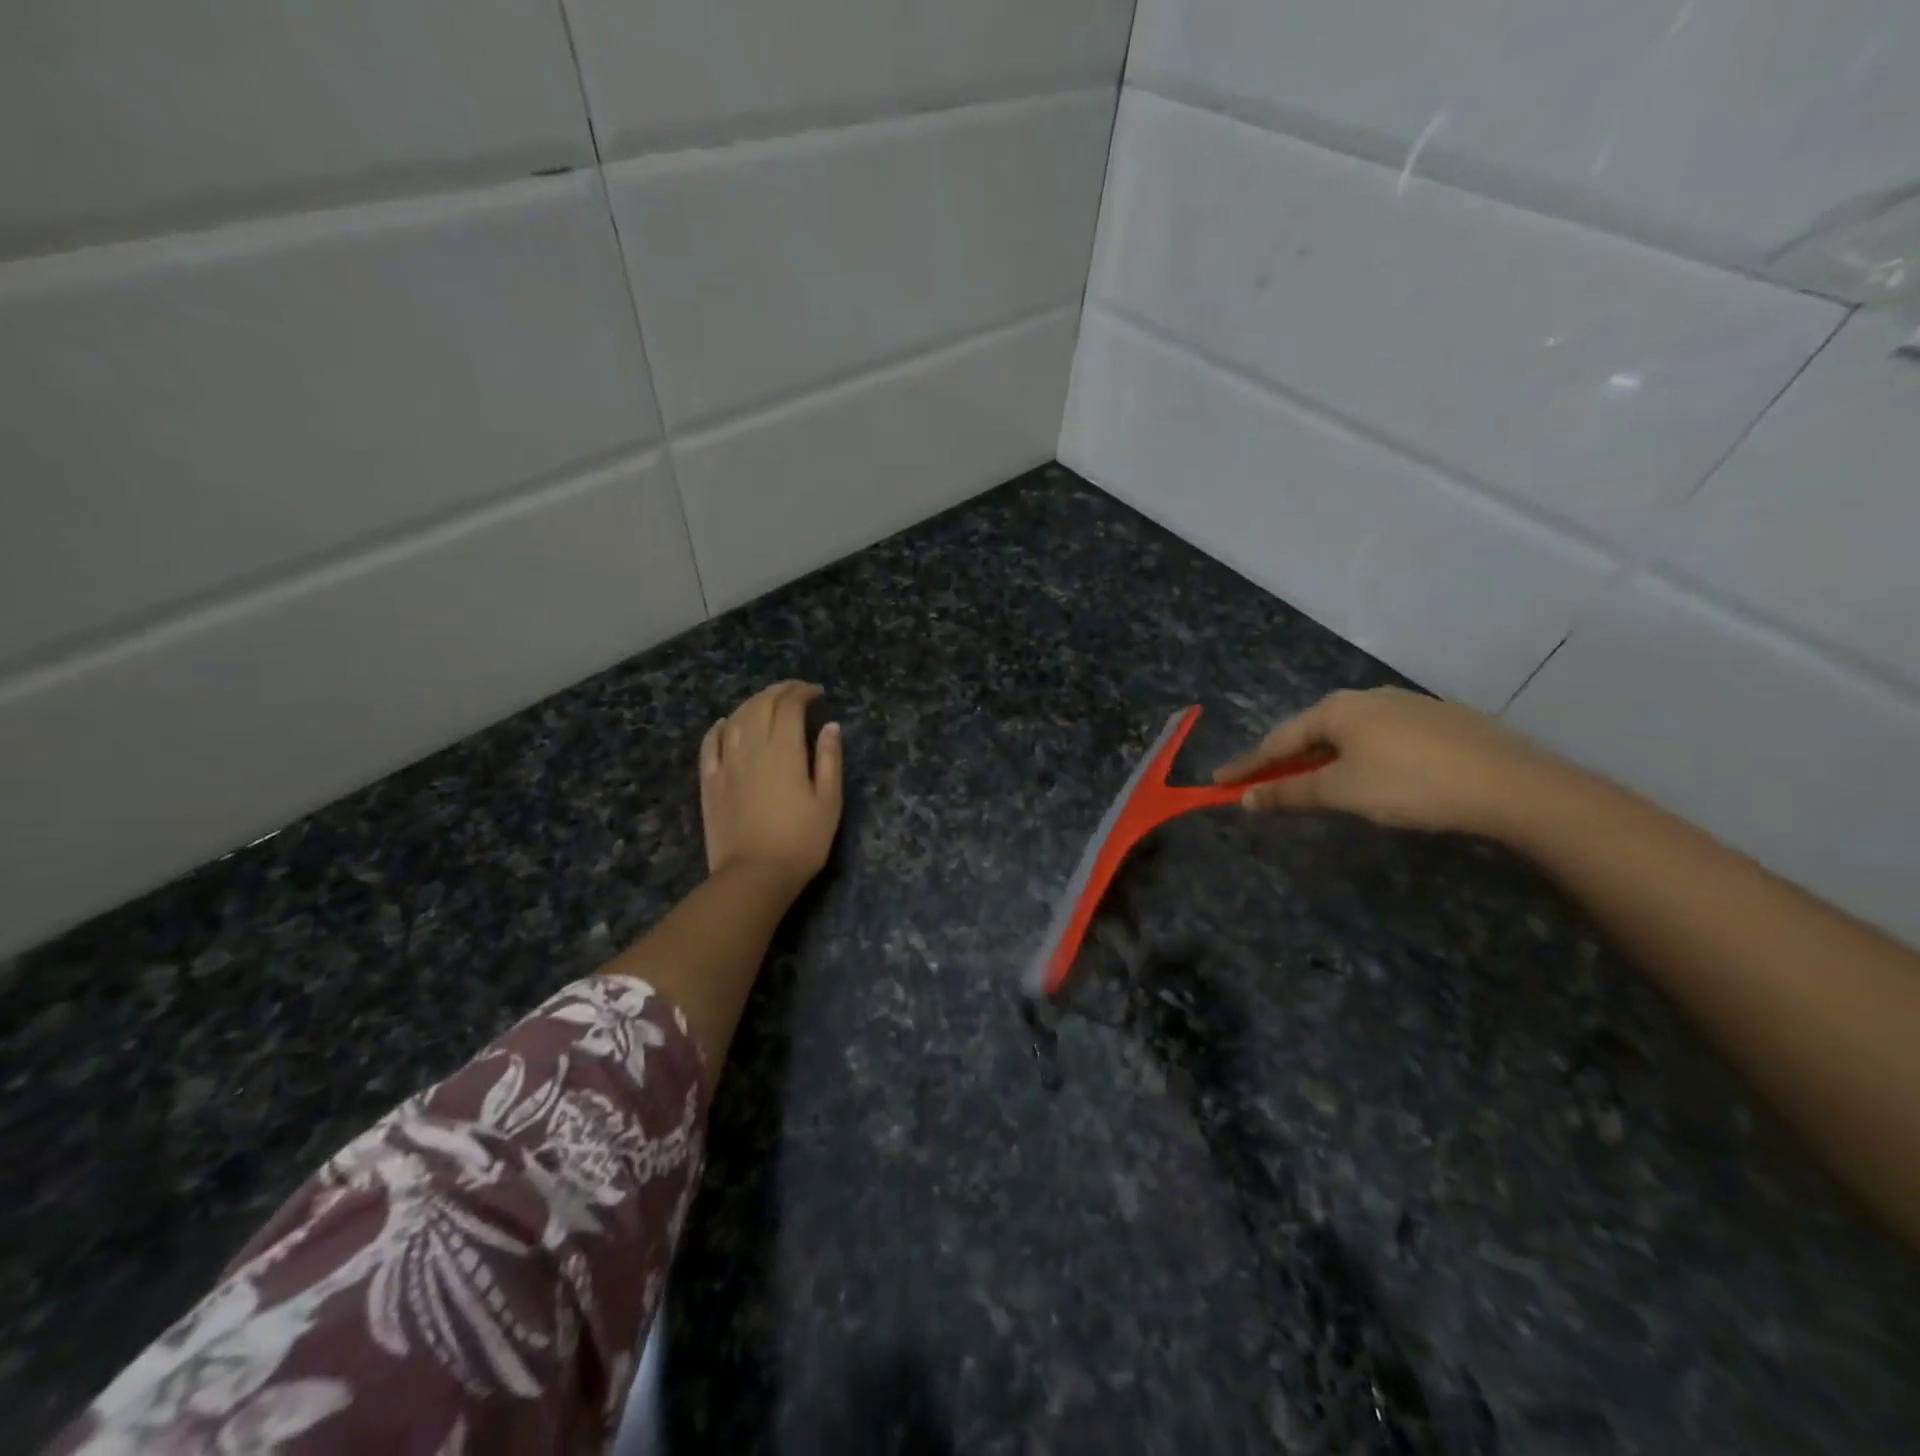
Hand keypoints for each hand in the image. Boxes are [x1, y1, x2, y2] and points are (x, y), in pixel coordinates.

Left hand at [700, 681, 843, 890]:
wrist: (753, 876)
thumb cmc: (801, 842)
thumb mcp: (829, 802)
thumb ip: (829, 760)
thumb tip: (830, 726)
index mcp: (784, 751)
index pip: (789, 706)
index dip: (802, 692)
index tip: (816, 693)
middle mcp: (751, 748)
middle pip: (761, 705)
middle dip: (779, 691)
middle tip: (794, 691)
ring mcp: (726, 764)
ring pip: (736, 719)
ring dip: (752, 703)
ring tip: (767, 702)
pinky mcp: (709, 782)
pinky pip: (710, 743)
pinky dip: (720, 727)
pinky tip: (727, 723)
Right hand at [1213, 686, 1565, 836]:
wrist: (1512, 785)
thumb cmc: (1410, 784)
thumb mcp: (1341, 792)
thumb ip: (1289, 793)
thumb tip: (1245, 799)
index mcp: (1337, 709)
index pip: (1278, 740)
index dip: (1248, 765)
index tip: (1219, 782)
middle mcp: (1368, 697)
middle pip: (1312, 732)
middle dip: (1286, 760)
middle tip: (1265, 783)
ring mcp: (1408, 706)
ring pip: (1349, 734)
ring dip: (1323, 759)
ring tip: (1315, 783)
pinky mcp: (1441, 721)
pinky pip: (1382, 739)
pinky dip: (1360, 757)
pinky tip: (1372, 776)